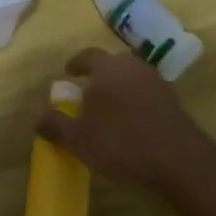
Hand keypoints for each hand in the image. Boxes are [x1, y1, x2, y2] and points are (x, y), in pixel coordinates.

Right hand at [34, 48, 215, 192]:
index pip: (88, 55)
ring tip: (111, 110)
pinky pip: (148, 94)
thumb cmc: (121, 142)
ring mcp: (156, 82)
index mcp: (107, 67)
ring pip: (132, 78)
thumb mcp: (78, 139)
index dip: (77, 63)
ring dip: (120, 89)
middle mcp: (132, 66)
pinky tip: (134, 123)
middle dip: (99, 76)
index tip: (69, 72)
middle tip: (89, 92)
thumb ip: (55, 124)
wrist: (178, 159)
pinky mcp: (174, 101)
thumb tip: (37, 117)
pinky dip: (137, 103)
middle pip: (112, 64)